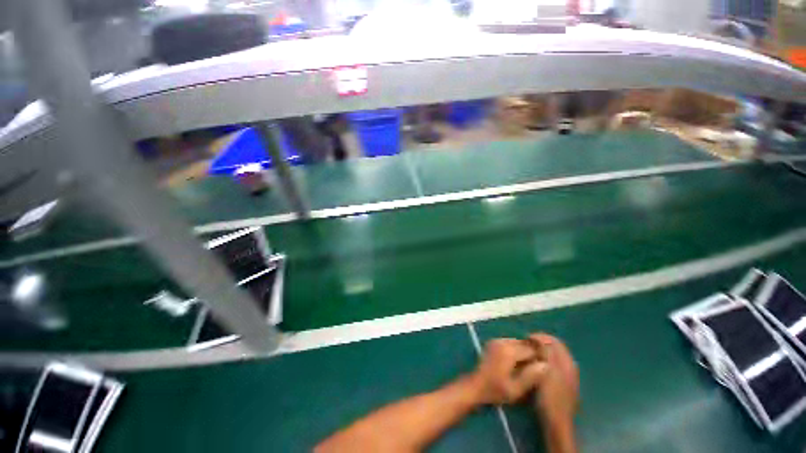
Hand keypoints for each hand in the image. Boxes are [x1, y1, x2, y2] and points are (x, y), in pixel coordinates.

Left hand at [470, 338, 546, 404]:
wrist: (475, 386)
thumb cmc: (495, 390)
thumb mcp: (516, 389)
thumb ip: (531, 376)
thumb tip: (545, 365)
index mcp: (508, 351)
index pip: (531, 349)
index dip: (539, 358)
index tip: (544, 369)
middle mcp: (502, 341)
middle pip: (524, 343)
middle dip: (532, 354)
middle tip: (535, 369)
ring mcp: (496, 340)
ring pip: (518, 342)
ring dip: (524, 352)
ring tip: (526, 367)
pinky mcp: (493, 342)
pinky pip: (510, 343)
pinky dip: (516, 350)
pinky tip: (516, 363)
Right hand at [529, 334, 578, 425]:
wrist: (557, 421)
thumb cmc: (550, 396)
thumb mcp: (545, 371)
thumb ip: (545, 353)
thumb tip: (539, 339)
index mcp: (567, 362)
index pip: (555, 341)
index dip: (540, 337)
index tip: (526, 338)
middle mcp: (570, 366)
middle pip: (555, 347)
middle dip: (540, 343)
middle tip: (526, 345)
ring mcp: (568, 375)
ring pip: (554, 356)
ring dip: (542, 351)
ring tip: (529, 353)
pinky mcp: (563, 383)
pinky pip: (553, 364)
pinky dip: (544, 360)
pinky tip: (536, 365)